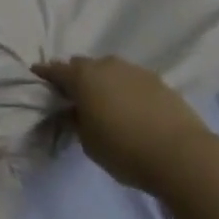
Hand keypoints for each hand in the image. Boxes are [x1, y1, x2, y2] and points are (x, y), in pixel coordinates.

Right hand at [33, 56, 217, 196]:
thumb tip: (74, 110)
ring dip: (102, 82)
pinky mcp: (157, 80)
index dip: (45, 74)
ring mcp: (134, 69)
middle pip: (83, 66)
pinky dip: (124, 89)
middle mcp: (107, 65)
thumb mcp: (88, 142)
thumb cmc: (125, 150)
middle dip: (75, 77)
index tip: (37, 78)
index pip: (56, 70)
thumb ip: (76, 121)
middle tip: (72, 97)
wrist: (181, 154)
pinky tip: (129, 108)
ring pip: (109, 70)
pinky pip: (130, 80)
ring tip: (103, 103)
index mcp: (83, 77)